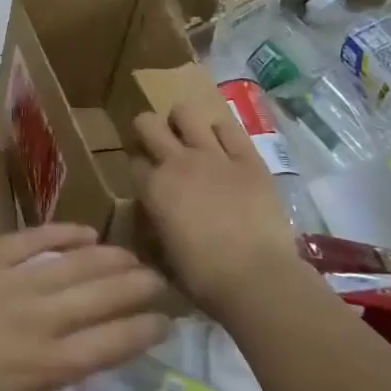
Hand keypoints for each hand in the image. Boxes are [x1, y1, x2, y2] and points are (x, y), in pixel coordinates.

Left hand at [0, 225, 170, 390]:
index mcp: (47, 365)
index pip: (113, 342)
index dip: (146, 329)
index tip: (167, 321)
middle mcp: (40, 317)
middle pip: (104, 295)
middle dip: (140, 287)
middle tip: (162, 281)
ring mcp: (13, 281)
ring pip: (77, 264)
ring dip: (112, 258)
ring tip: (134, 257)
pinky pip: (34, 239)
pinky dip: (63, 233)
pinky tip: (86, 231)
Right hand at [133, 103, 304, 317]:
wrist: (256, 278)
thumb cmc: (203, 277)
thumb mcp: (163, 253)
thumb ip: (155, 225)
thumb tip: (157, 217)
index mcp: (153, 188)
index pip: (134, 161)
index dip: (138, 168)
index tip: (146, 179)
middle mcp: (177, 162)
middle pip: (147, 123)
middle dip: (147, 131)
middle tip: (159, 147)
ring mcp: (214, 156)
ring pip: (186, 113)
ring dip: (182, 123)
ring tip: (190, 139)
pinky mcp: (248, 158)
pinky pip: (229, 128)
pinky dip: (221, 132)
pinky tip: (222, 145)